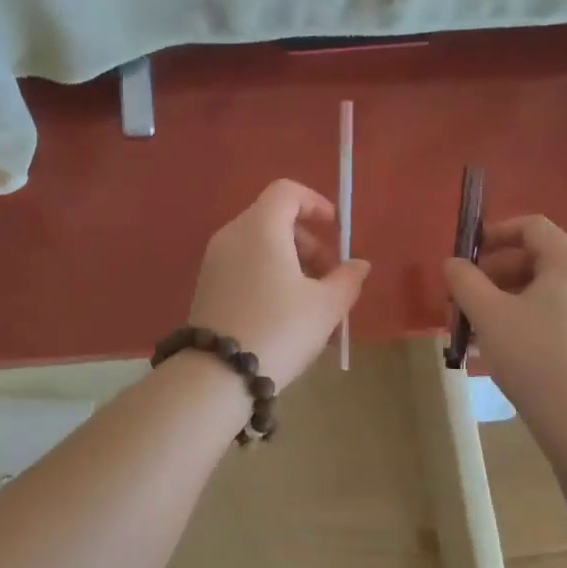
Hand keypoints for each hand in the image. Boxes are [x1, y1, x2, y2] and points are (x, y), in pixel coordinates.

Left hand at [187, 180, 370, 388]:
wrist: (218, 375)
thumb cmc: (279, 330)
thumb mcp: (326, 306)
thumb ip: (347, 279)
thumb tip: (359, 265)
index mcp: (260, 228)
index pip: (287, 192)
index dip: (315, 203)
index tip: (336, 229)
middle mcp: (232, 236)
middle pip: (275, 221)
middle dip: (309, 244)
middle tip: (331, 279)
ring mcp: (215, 262)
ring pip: (261, 248)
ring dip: (293, 266)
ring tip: (315, 307)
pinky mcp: (207, 287)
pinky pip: (246, 268)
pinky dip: (270, 279)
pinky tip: (288, 318)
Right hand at [445, 215, 566, 413]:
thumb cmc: (532, 354)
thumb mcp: (487, 313)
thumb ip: (464, 280)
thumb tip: (453, 263)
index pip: (533, 227)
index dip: (496, 233)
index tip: (467, 254)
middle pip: (536, 259)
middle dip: (493, 273)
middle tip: (462, 295)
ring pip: (541, 291)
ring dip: (502, 299)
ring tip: (472, 324)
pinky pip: (552, 315)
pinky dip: (522, 318)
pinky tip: (495, 345)